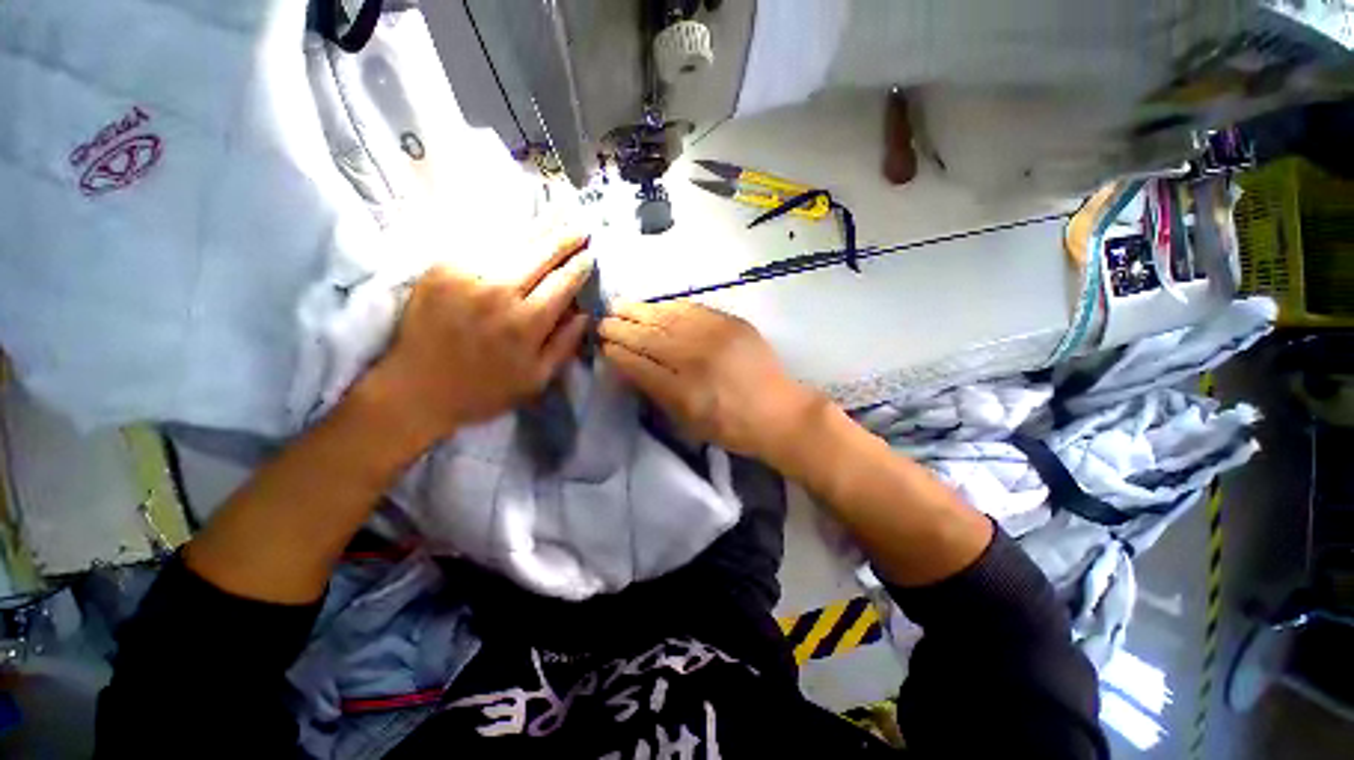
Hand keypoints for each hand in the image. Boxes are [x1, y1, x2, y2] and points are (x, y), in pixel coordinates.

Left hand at [361, 237, 593, 446]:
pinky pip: (481, 244)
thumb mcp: (536, 379)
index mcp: (526, 323)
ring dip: (539, 227)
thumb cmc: (484, 390)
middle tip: (580, 227)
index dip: (579, 266)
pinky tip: (519, 226)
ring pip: (512, 242)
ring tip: (558, 213)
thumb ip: (564, 345)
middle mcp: (499, 292)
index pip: (562, 282)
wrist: (416, 389)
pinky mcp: (441, 269)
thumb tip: (585, 314)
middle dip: (564, 238)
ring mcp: (467, 275)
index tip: (591, 255)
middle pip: (540, 254)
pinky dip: (504, 232)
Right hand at [599, 301, 823, 459]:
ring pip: (666, 318)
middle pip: (648, 337)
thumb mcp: (689, 422)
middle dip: (620, 328)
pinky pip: (692, 309)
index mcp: (682, 391)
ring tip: (619, 306)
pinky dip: (668, 306)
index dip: (617, 353)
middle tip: (603, 320)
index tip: (602, 345)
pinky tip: (655, 305)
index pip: (639, 365)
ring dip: (639, 311)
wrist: (778, 412)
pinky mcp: (730, 323)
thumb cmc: (731, 427)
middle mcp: (694, 359)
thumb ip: (658, 394)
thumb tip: (631, 368)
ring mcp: (713, 337)